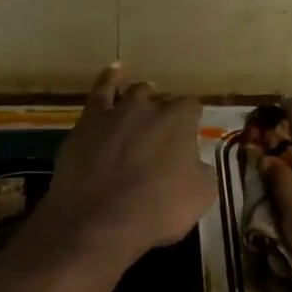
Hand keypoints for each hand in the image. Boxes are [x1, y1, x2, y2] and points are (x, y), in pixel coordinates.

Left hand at [24, 63, 215, 271]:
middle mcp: (151, 106)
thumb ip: (202, 170)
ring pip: (136, 93)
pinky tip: (115, 71)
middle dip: (166, 114)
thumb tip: (195, 162)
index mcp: (181, 120)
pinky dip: (110, 79)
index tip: (190, 139)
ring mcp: (117, 110)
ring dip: (143, 99)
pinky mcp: (89, 120)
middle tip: (164, 138)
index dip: (192, 123)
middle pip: (164, 100)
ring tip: (144, 107)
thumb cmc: (157, 209)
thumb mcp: (201, 195)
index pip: (193, 108)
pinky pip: (101, 90)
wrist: (98, 220)